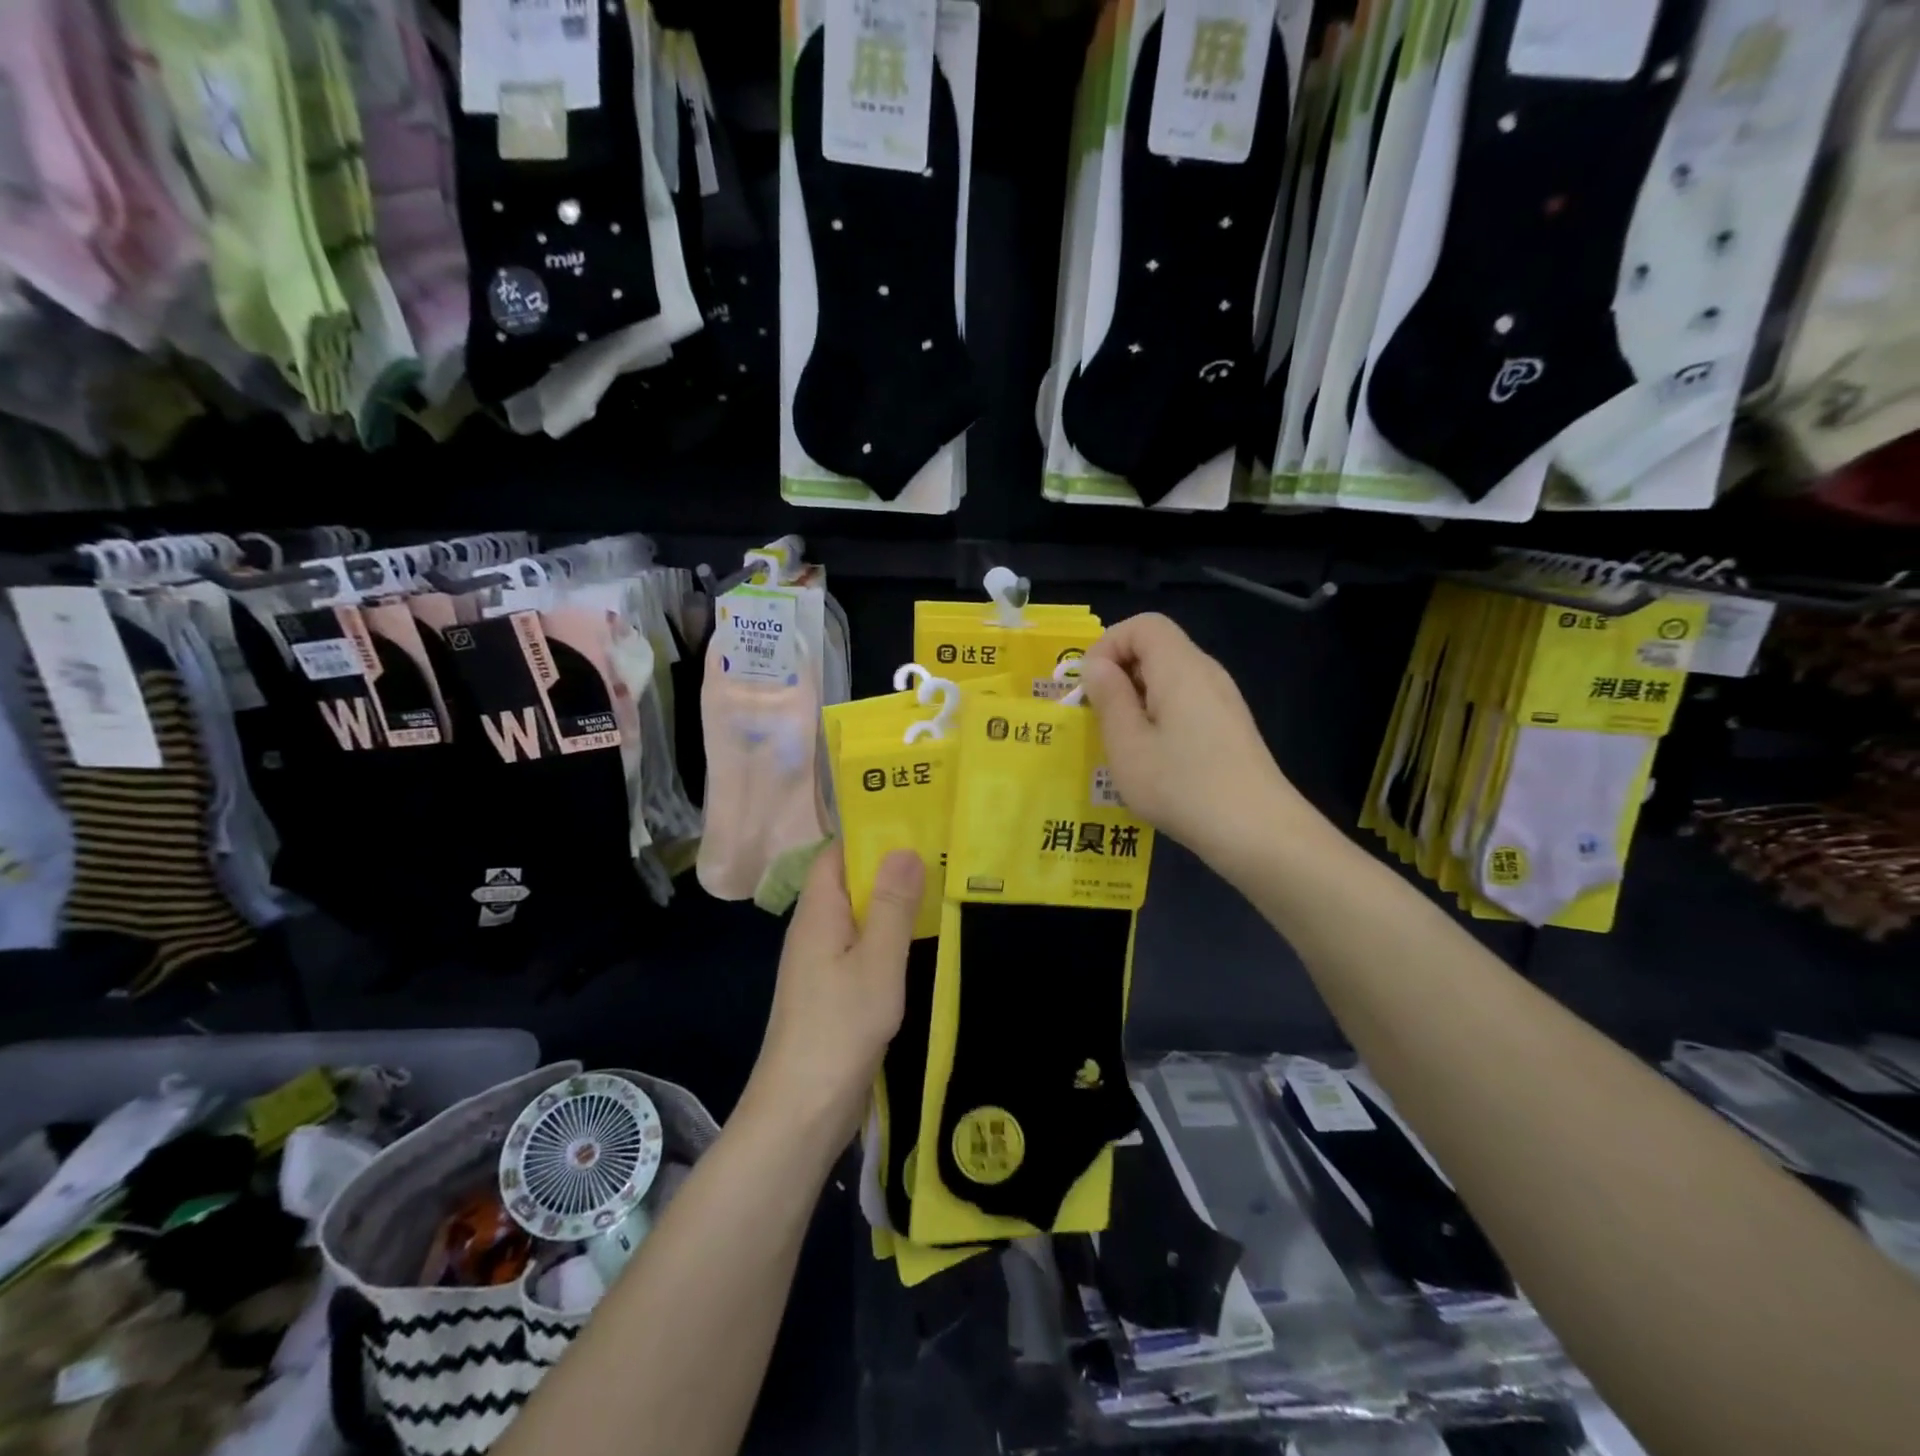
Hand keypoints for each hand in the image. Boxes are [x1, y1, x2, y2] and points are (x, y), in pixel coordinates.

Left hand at [744, 845, 924, 1150]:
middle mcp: (814, 929)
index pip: (837, 853)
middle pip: (848, 881)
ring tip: (938, 882)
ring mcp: (821, 962)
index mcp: (817, 913)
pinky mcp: (832, 990)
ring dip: (891, 900)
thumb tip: (906, 849)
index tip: (914, 818)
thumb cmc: (840, 1028)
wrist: (802, 1110)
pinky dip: (887, 934)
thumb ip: (892, 906)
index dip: (869, 832)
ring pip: (857, 915)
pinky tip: (918, 937)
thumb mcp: (877, 962)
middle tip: (940, 848)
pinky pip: (860, 945)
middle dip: (888, 864)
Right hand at [1080, 614, 1300, 865]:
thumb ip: (1109, 698)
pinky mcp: (1230, 726)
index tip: (1091, 687)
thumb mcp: (1128, 745)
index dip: (1109, 645)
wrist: (1256, 831)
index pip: (1143, 624)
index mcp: (1180, 668)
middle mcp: (1206, 673)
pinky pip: (1186, 702)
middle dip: (1120, 675)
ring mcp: (1223, 700)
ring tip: (1124, 744)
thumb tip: (1098, 665)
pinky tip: (1156, 759)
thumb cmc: (1182, 786)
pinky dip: (1160, 717)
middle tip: (1100, 720)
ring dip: (1138, 700)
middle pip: (1157, 648)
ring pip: (1170, 678)